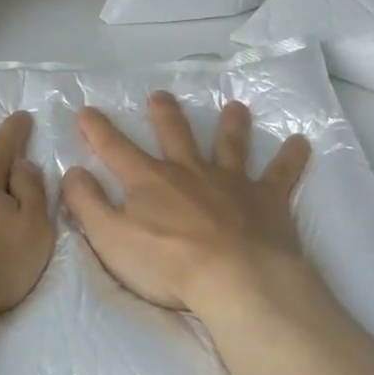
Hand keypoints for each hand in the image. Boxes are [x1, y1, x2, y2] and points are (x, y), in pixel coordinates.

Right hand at [63, 92, 312, 324]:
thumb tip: (71, 172)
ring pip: (229, 145)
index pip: (115, 148)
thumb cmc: (167, 263)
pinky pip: (281, 173)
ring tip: (235, 107)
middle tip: (160, 96)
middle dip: (164, 114)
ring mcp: (231, 182)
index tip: (86, 110)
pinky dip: (291, 157)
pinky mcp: (267, 199)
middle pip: (175, 135)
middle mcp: (189, 171)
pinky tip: (301, 142)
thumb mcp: (110, 238)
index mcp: (149, 180)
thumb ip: (86, 204)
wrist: (235, 278)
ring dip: (231, 125)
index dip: (97, 129)